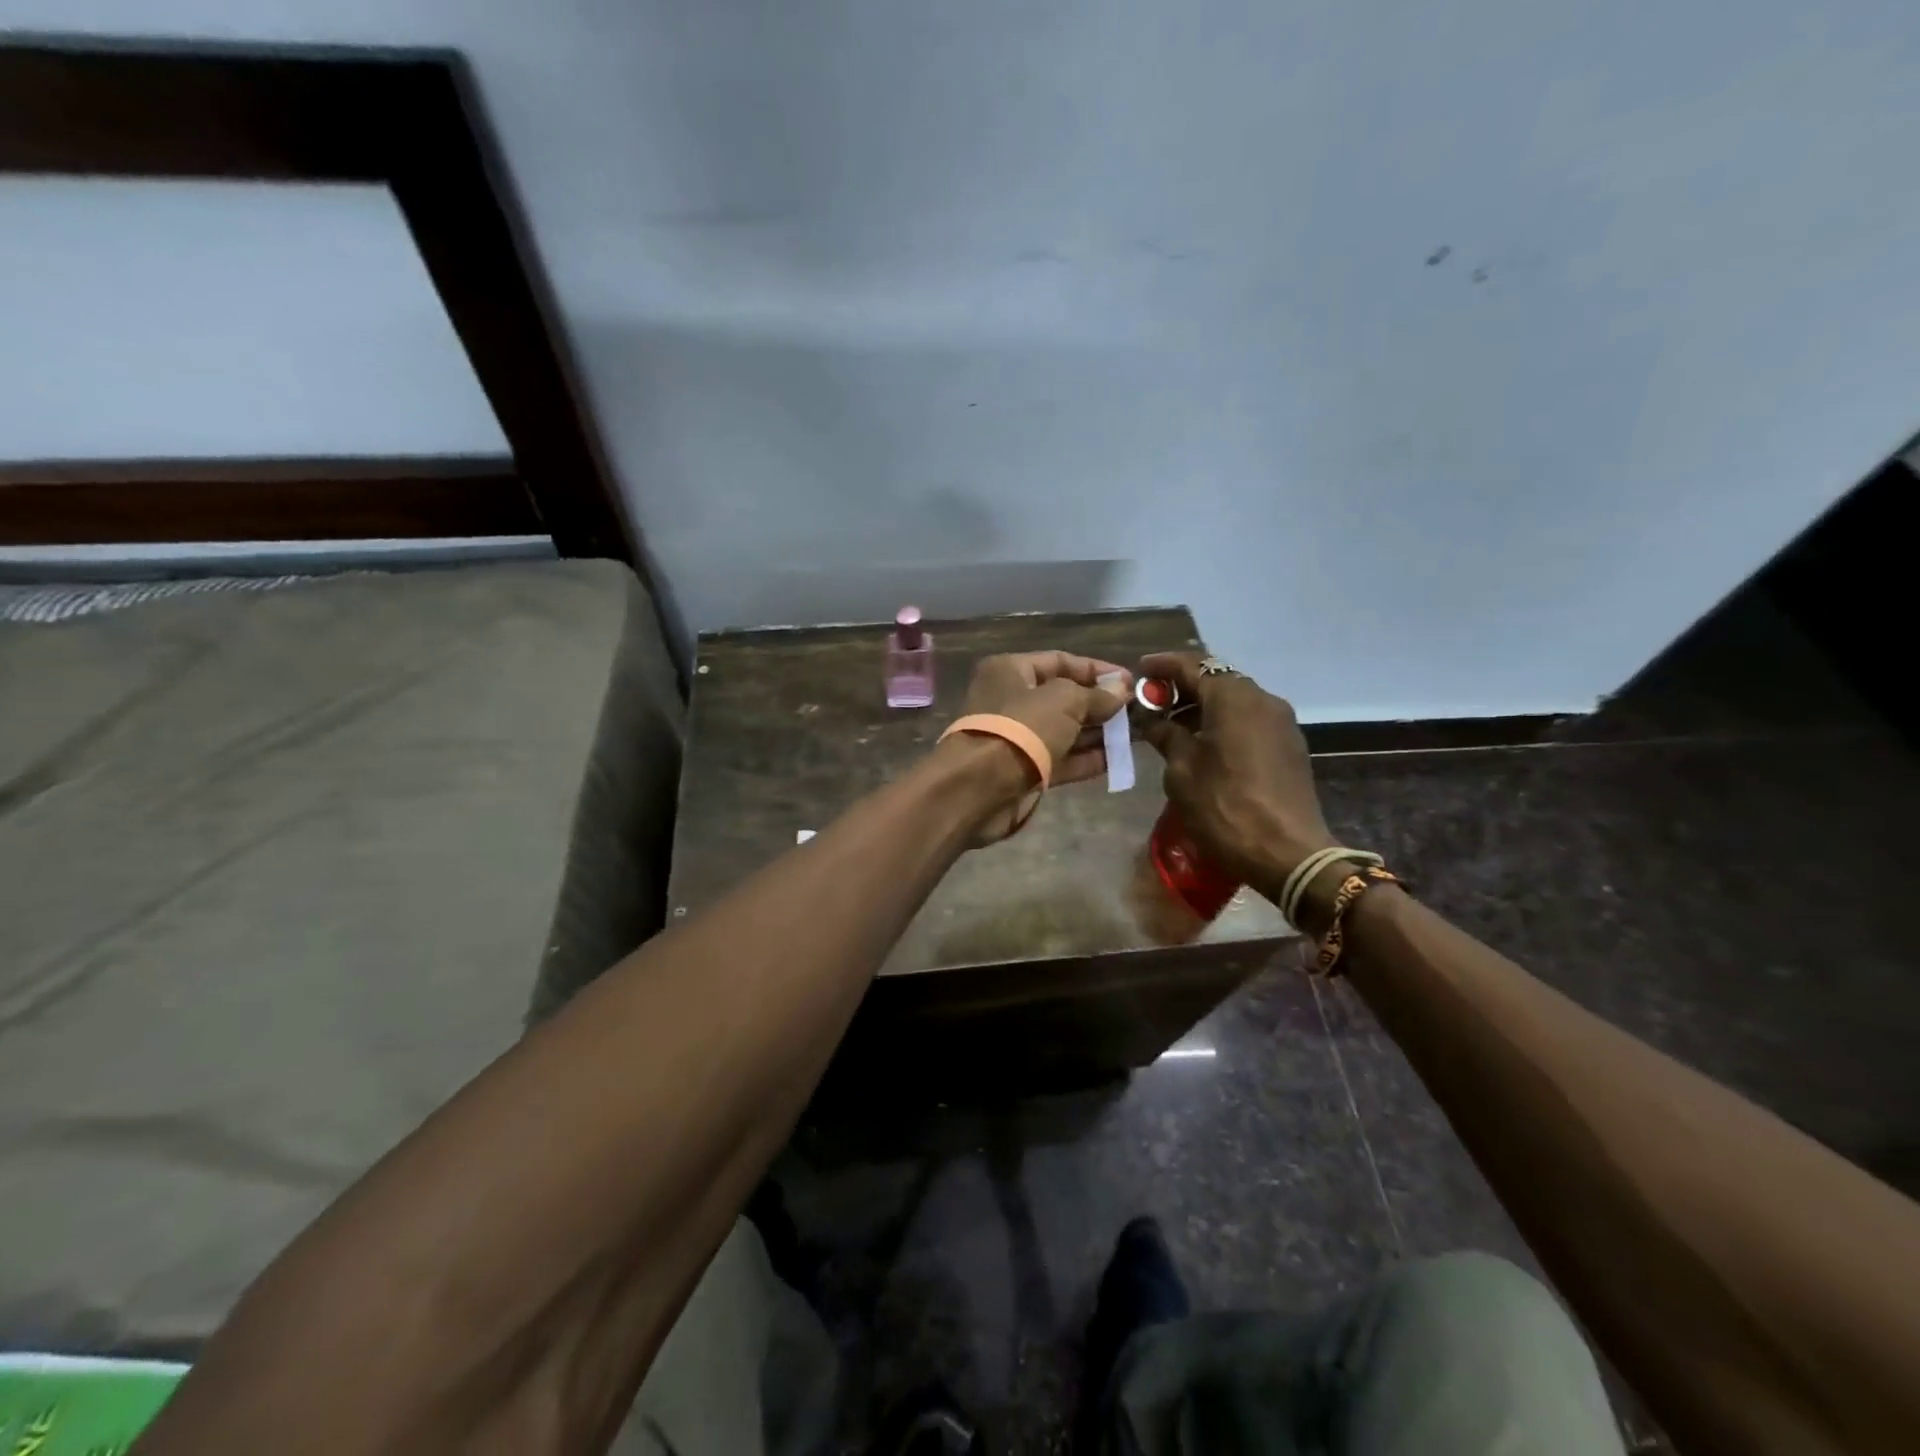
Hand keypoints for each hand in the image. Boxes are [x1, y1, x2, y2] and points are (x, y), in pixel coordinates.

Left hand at [947, 651, 1131, 841]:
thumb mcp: (1064, 701)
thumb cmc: (1021, 729)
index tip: (1131, 681)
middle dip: (1100, 704)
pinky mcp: (1024, 770)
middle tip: (1139, 711)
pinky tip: (1117, 759)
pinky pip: (1061, 759)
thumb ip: (1095, 694)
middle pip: (1063, 697)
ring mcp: (1017, 738)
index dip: (1096, 670)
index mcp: (1011, 671)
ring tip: (1137, 735)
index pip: (1060, 661)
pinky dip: (1087, 759)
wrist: (979, 787)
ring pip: (1065, 730)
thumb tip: (1121, 688)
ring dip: (1098, 732)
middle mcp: (1012, 700)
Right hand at [1136, 654, 1335, 897]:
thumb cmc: (1224, 807)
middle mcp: (1262, 699)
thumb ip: (1167, 735)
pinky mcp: (1289, 745)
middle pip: (1217, 679)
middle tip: (1153, 702)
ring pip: (1235, 701)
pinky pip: (1250, 720)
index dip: (1162, 666)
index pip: (1192, 665)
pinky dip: (1224, 722)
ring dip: (1203, 706)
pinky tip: (1203, 744)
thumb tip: (1154, 720)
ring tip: (1173, 726)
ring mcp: (1281, 722)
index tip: (1139, 671)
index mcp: (1233, 698)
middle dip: (1183, 687)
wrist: (1286, 853)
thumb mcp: (1181, 770)